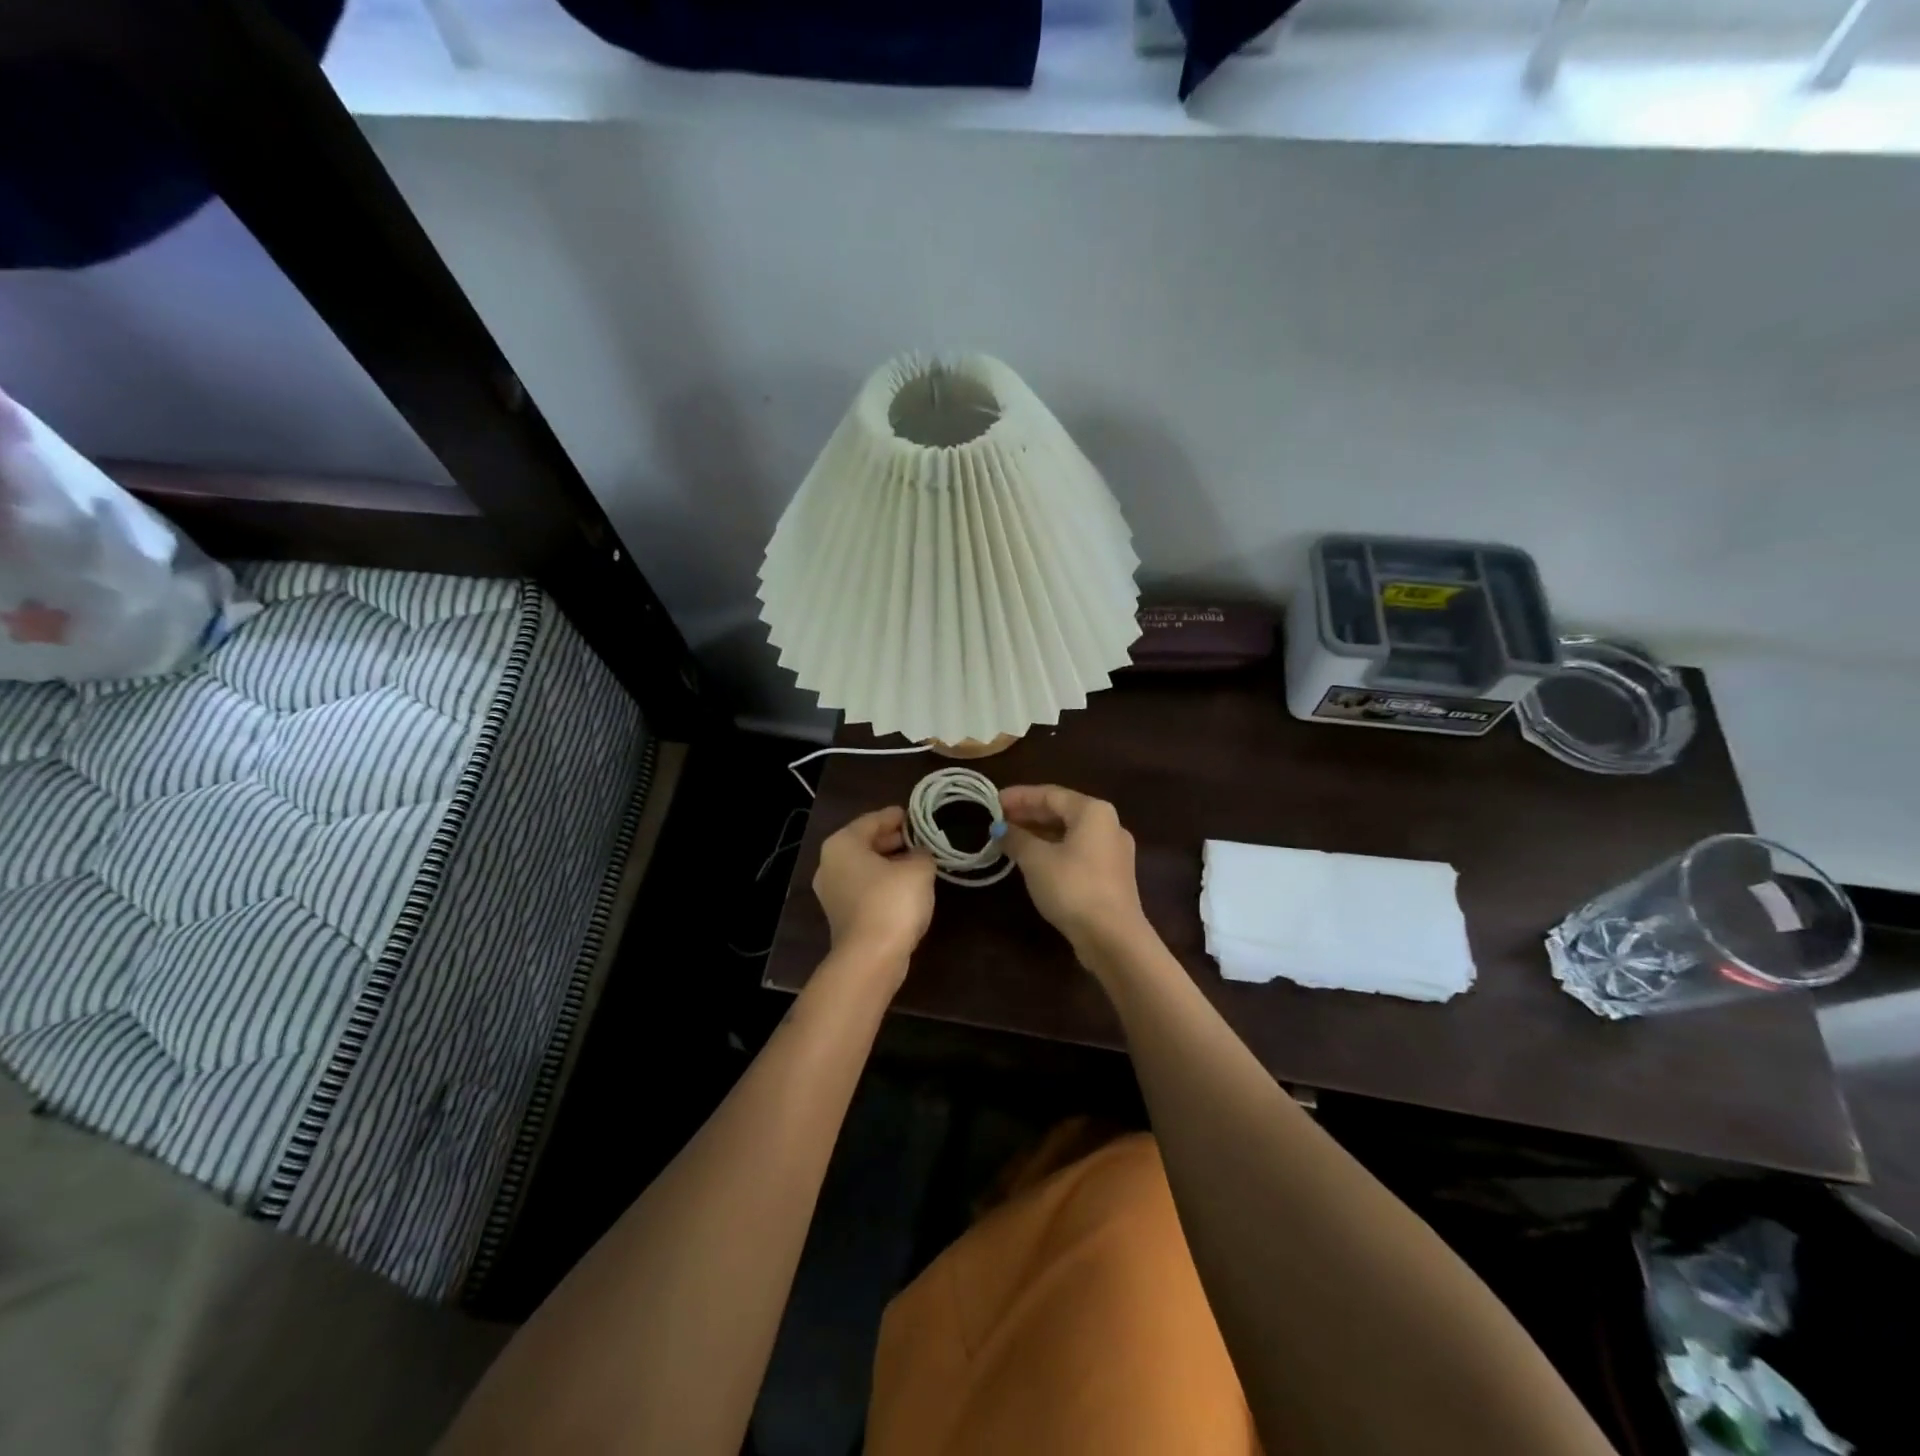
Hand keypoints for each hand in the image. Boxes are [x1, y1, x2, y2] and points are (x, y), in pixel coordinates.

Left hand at [812, 806, 935, 969]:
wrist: (871, 958)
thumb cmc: (892, 901)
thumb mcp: (918, 869)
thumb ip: (922, 853)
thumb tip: (919, 854)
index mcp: (842, 844)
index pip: (872, 820)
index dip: (896, 816)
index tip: (915, 815)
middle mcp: (830, 864)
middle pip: (865, 843)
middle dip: (893, 839)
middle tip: (920, 837)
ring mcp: (832, 892)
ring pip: (865, 867)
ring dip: (889, 863)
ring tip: (918, 861)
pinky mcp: (842, 916)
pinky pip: (865, 888)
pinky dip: (883, 883)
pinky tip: (906, 887)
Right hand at [999, 785, 1151, 963]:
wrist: (1112, 937)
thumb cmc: (1072, 887)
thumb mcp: (1036, 860)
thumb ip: (1016, 838)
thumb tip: (1000, 829)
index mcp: (1093, 811)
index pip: (1050, 794)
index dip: (1019, 797)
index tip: (992, 801)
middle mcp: (1108, 824)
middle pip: (1062, 811)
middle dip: (1028, 814)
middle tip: (998, 820)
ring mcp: (1113, 851)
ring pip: (1070, 833)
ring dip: (1039, 833)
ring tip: (1010, 839)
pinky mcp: (1111, 875)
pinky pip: (1077, 851)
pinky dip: (1053, 849)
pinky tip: (1032, 859)